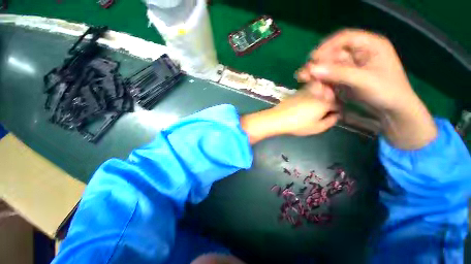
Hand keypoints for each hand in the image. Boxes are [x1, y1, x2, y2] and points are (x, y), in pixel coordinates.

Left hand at [240, 86, 339, 143]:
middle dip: (330, 102)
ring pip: (320, 91)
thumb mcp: (317, 128)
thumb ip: (330, 121)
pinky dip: (311, 96)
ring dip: (321, 97)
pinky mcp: (297, 92)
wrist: (278, 118)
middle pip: (329, 95)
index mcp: (324, 103)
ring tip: (315, 108)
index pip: (337, 104)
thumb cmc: (298, 125)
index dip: (336, 110)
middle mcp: (317, 94)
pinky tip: (305, 104)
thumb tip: (336, 115)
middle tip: (324, 111)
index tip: (332, 115)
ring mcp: (306, 91)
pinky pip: (309, 91)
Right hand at [297, 29, 436, 148]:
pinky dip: (323, 84)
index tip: (312, 59)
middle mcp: (359, 54)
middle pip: (333, 55)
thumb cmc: (387, 92)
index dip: (327, 47)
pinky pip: (330, 79)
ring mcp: (352, 67)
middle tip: (303, 75)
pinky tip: (317, 90)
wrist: (392, 111)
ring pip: (329, 68)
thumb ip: (338, 73)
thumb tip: (312, 69)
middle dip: (318, 66)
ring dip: (318, 76)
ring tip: (306, 83)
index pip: (344, 39)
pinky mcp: (346, 79)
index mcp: (371, 45)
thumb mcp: (364, 80)